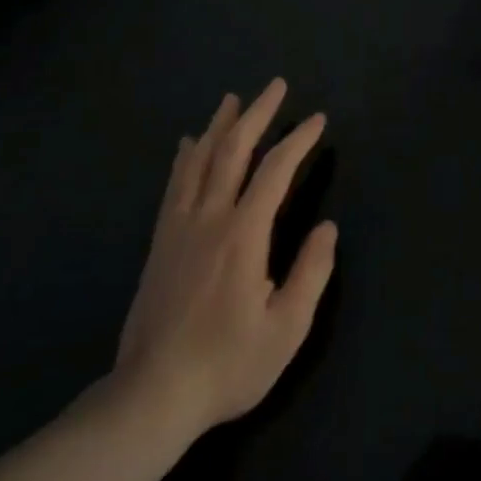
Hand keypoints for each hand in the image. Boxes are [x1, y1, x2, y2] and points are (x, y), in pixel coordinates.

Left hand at [109, 79, 337, 439]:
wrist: (152, 395)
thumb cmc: (227, 364)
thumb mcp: (286, 329)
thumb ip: (311, 273)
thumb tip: (328, 227)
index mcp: (243, 234)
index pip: (275, 171)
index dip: (298, 140)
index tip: (317, 120)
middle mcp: (209, 217)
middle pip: (233, 150)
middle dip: (257, 114)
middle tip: (275, 86)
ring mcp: (179, 226)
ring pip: (199, 159)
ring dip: (219, 125)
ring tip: (233, 99)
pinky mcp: (160, 241)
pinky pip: (174, 184)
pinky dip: (184, 157)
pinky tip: (187, 143)